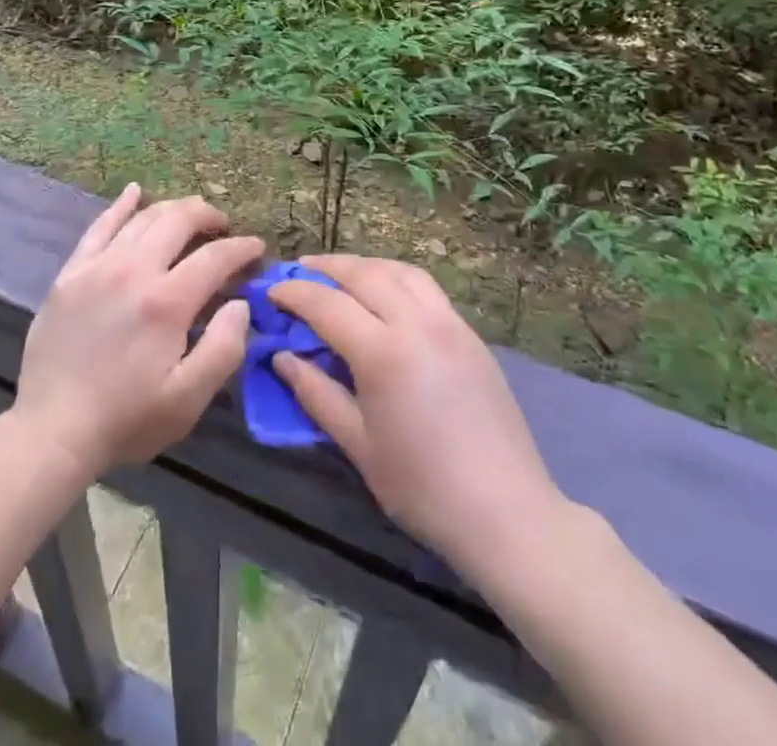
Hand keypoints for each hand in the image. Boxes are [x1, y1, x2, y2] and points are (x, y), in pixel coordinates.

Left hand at [10, 185, 260, 480]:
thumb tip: (240, 303)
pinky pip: (99, 225)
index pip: (215, 257)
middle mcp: (133, 270)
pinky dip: (121, 205)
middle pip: (178, 220)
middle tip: (223, 227)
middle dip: (208, 216)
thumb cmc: (126, 419)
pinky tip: (135, 192)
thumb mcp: (188, 400)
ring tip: (190, 214)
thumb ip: (224, 348)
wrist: (52, 430)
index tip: (256, 248)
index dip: (241, 249)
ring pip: (143, 217)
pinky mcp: (71, 272)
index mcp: (166, 302)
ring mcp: (98, 266)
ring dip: (173, 209)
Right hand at [270, 255, 559, 572]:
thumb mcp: (358, 445)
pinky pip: (426, 287)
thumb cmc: (422, 487)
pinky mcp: (470, 333)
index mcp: (383, 352)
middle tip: (299, 271)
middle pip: (363, 273)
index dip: (294, 292)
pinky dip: (396, 277)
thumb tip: (282, 357)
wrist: (505, 511)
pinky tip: (385, 295)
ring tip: (340, 275)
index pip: (326, 304)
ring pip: (399, 270)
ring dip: (364, 265)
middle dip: (326, 267)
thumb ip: (316, 393)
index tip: (271, 290)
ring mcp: (449, 323)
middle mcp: (416, 323)